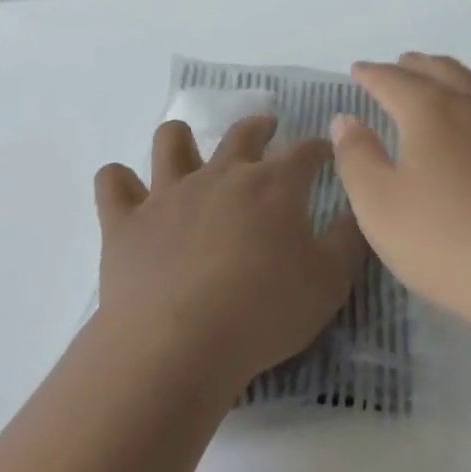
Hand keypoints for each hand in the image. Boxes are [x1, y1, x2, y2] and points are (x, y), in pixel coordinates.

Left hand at [93, 116, 366, 393]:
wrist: (178, 345)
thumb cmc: (264, 311)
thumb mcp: (330, 280)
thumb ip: (348, 239)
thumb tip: (356, 209)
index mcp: (273, 184)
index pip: (305, 151)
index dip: (319, 149)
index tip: (326, 153)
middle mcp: (221, 175)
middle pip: (242, 134)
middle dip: (259, 126)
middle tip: (266, 127)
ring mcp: (169, 194)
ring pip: (170, 142)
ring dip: (181, 139)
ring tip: (187, 148)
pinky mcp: (125, 221)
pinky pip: (113, 184)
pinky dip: (119, 182)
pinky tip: (127, 191)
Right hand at [330, 53, 470, 335]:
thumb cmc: (451, 242)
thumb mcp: (382, 207)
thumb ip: (357, 158)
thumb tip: (346, 119)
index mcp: (433, 110)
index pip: (393, 80)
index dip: (371, 74)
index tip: (358, 70)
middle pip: (441, 71)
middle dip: (414, 66)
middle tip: (398, 66)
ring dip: (452, 78)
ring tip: (441, 85)